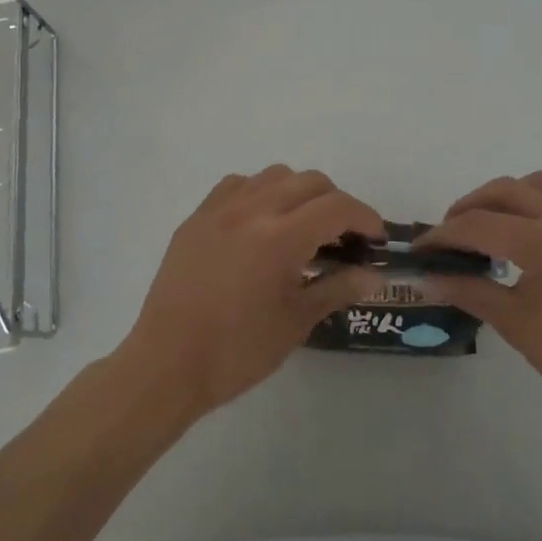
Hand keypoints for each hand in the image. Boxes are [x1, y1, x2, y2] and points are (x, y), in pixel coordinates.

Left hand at [119, 166, 381, 419]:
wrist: (167, 364)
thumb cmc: (237, 352)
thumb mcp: (296, 322)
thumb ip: (337, 288)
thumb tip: (373, 276)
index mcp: (280, 237)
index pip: (337, 207)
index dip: (364, 217)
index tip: (374, 239)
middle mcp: (252, 209)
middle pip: (310, 182)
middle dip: (336, 203)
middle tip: (343, 238)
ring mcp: (220, 209)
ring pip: (274, 175)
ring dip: (299, 192)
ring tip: (301, 227)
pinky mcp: (197, 217)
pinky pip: (238, 185)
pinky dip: (260, 193)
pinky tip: (259, 224)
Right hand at [422, 172, 541, 434]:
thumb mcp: (516, 325)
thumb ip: (470, 291)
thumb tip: (429, 278)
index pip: (478, 225)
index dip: (443, 235)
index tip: (421, 248)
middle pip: (506, 190)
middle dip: (470, 205)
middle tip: (451, 231)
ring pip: (541, 185)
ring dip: (509, 196)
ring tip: (493, 224)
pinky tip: (538, 234)